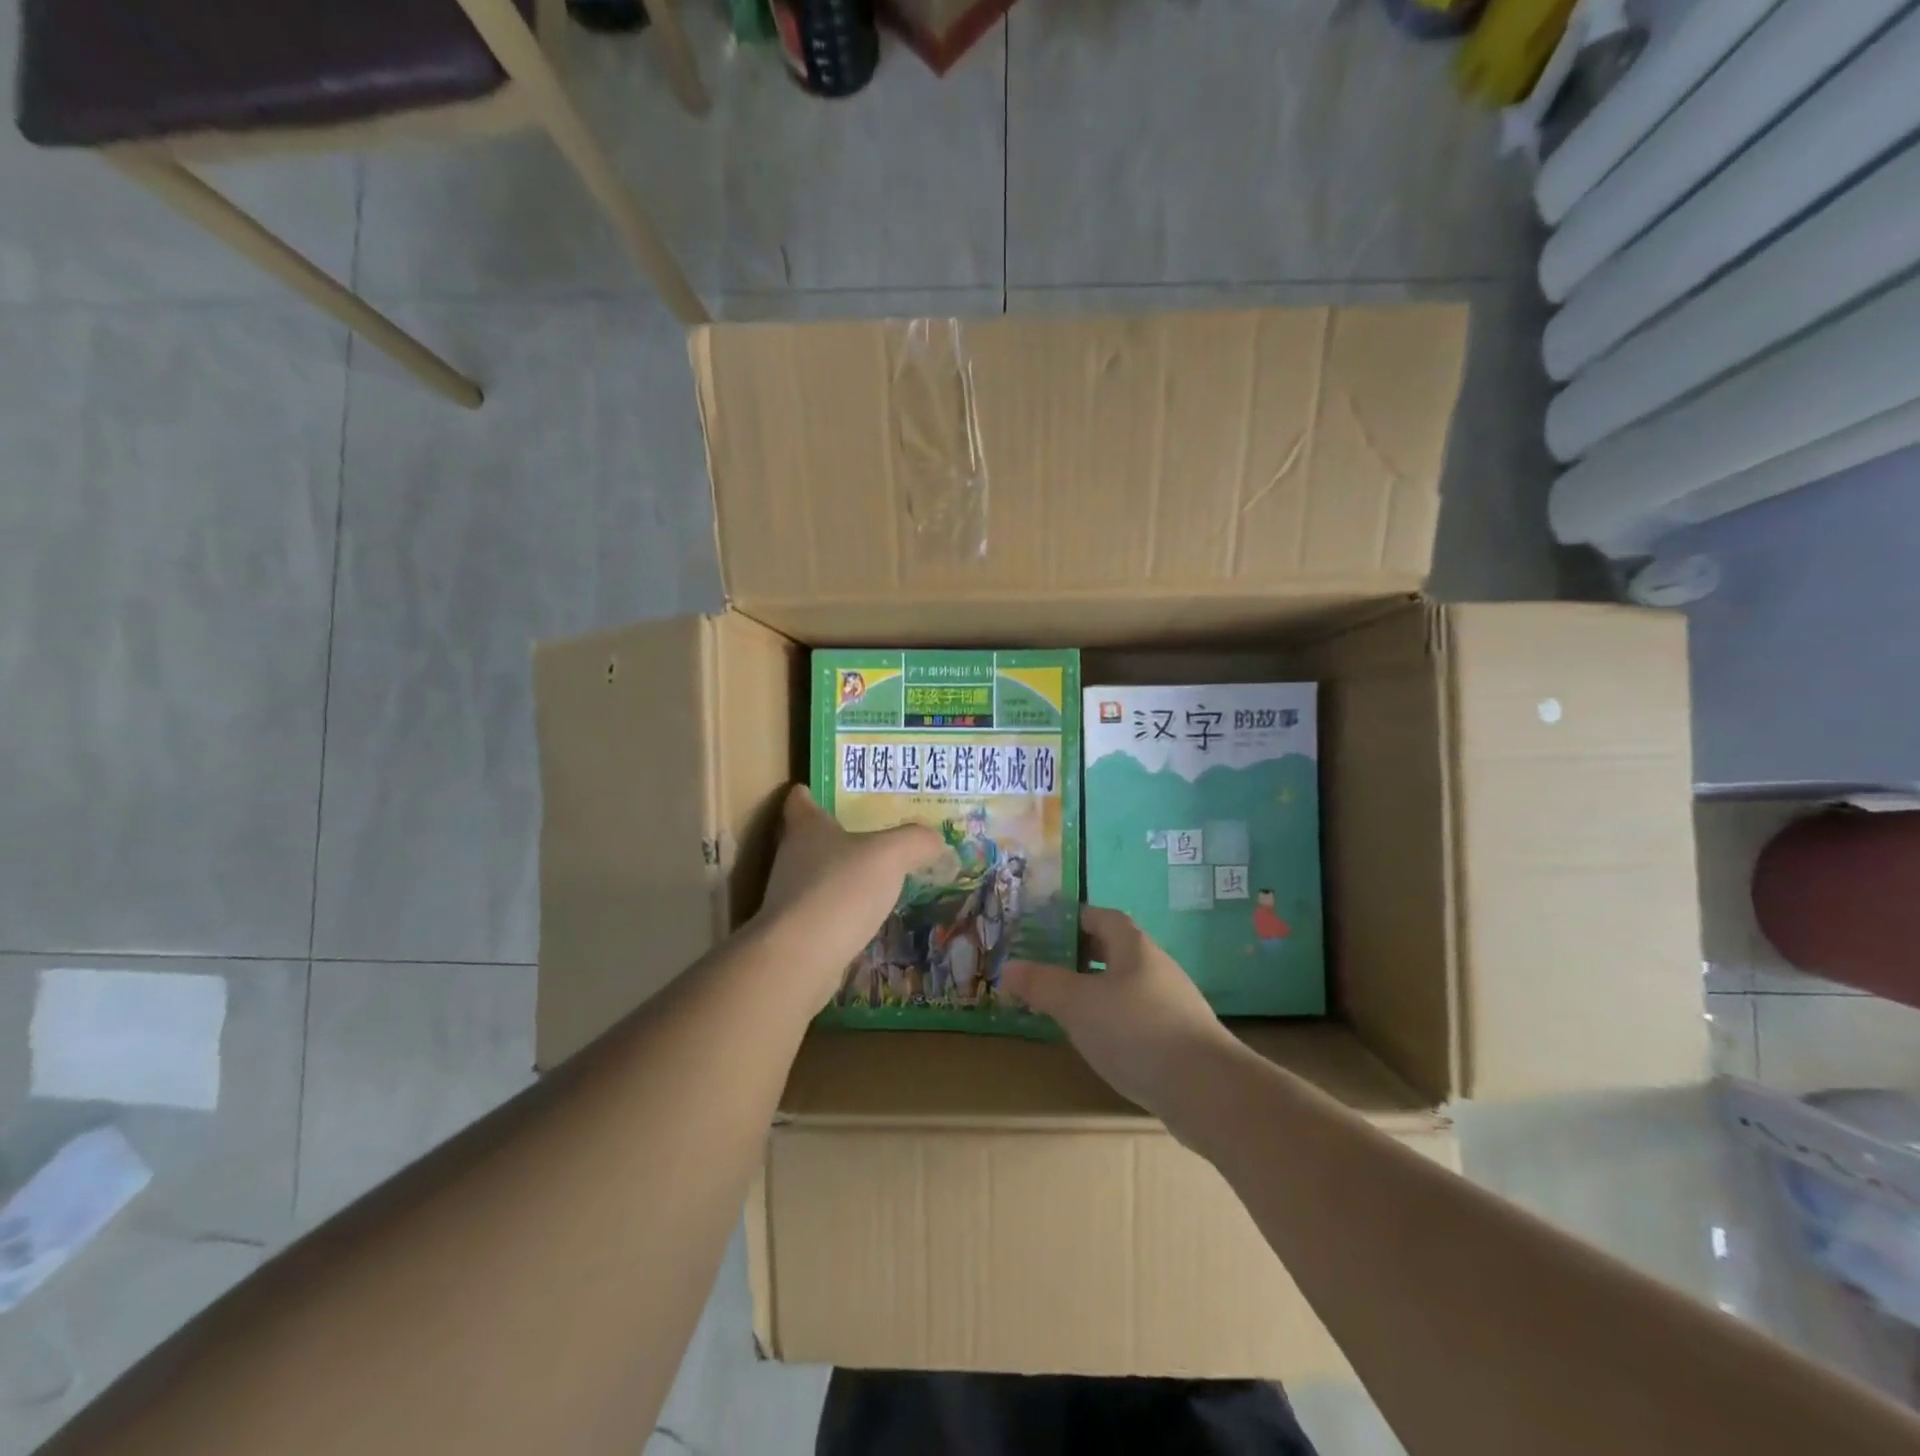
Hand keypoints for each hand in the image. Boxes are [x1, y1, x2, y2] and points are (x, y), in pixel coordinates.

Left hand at [753, 786, 941, 1010]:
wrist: (802, 956)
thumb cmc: (842, 888)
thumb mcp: (891, 855)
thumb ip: (916, 841)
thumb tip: (934, 840)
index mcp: (807, 827)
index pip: (800, 800)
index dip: (810, 793)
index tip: (822, 791)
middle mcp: (791, 857)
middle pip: (807, 838)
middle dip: (834, 835)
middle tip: (869, 834)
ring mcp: (789, 896)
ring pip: (815, 876)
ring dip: (838, 875)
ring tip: (873, 877)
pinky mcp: (795, 931)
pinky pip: (822, 911)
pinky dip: (840, 910)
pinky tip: (865, 917)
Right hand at [1003, 906, 1240, 1121]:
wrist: (1206, 1090)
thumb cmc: (1136, 1030)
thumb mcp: (1077, 1004)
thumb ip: (1042, 984)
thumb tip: (1008, 967)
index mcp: (1134, 947)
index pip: (1102, 917)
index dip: (1074, 919)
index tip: (1044, 930)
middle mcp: (1156, 967)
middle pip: (1114, 951)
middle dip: (1080, 957)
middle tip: (1046, 968)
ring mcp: (1171, 1004)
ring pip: (1125, 986)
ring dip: (1095, 991)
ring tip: (1064, 1007)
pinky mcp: (1178, 1039)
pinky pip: (1136, 1017)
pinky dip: (1112, 1021)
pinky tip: (1098, 1042)